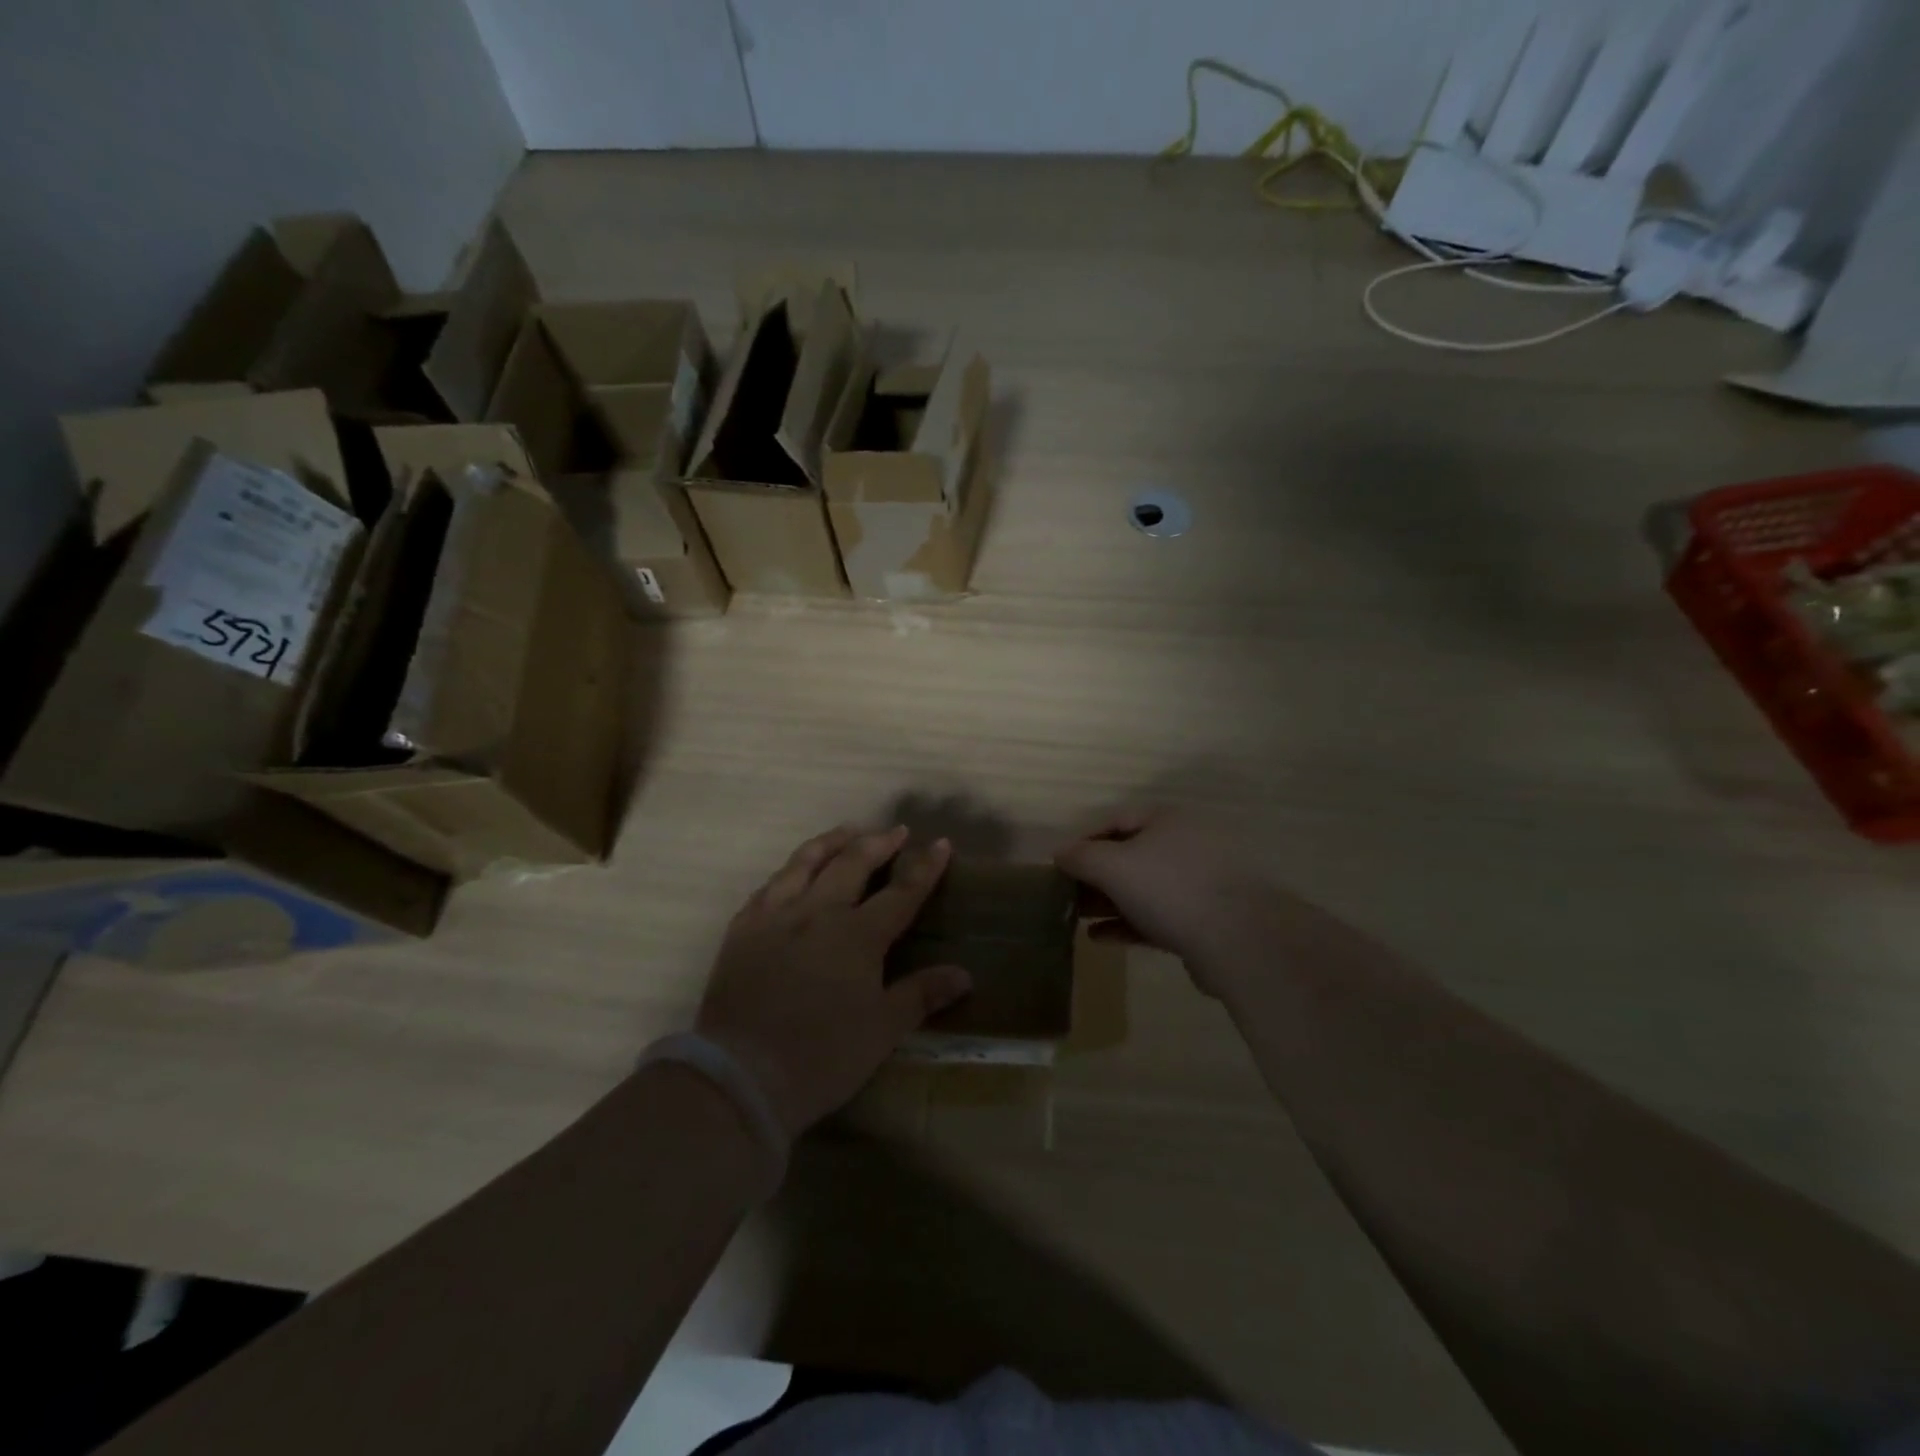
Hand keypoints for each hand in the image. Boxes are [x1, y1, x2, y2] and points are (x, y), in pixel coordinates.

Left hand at [696, 825, 970, 1137]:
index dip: (924, 867)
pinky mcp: (743, 929)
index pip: (901, 892)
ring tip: (846, 832)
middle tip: (895, 831)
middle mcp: (818, 913)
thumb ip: (921, 995)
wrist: (741, 1074)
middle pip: (852, 863)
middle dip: (878, 843)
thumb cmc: (822, 1056)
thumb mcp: (882, 1030)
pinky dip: (790, 870)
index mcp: (858, 936)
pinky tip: (793, 872)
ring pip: (806, 862)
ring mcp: (776, 916)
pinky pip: (769, 885)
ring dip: (831, 842)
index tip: (940, 843)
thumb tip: (963, 975)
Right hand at [1055, 806, 1270, 995]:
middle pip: (1130, 855)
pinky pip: (1157, 917)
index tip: (1059, 864)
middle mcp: (1186, 845)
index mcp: (1168, 820)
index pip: (1116, 820)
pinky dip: (1127, 925)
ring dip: (1109, 902)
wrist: (1240, 940)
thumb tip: (1060, 852)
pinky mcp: (1205, 921)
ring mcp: (1199, 884)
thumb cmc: (1169, 888)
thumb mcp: (1113, 866)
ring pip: (1143, 889)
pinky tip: (1099, 939)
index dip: (1084, 840)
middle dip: (1095, 875)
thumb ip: (1081, 857)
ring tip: (1077, 919)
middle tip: (1065, 895)